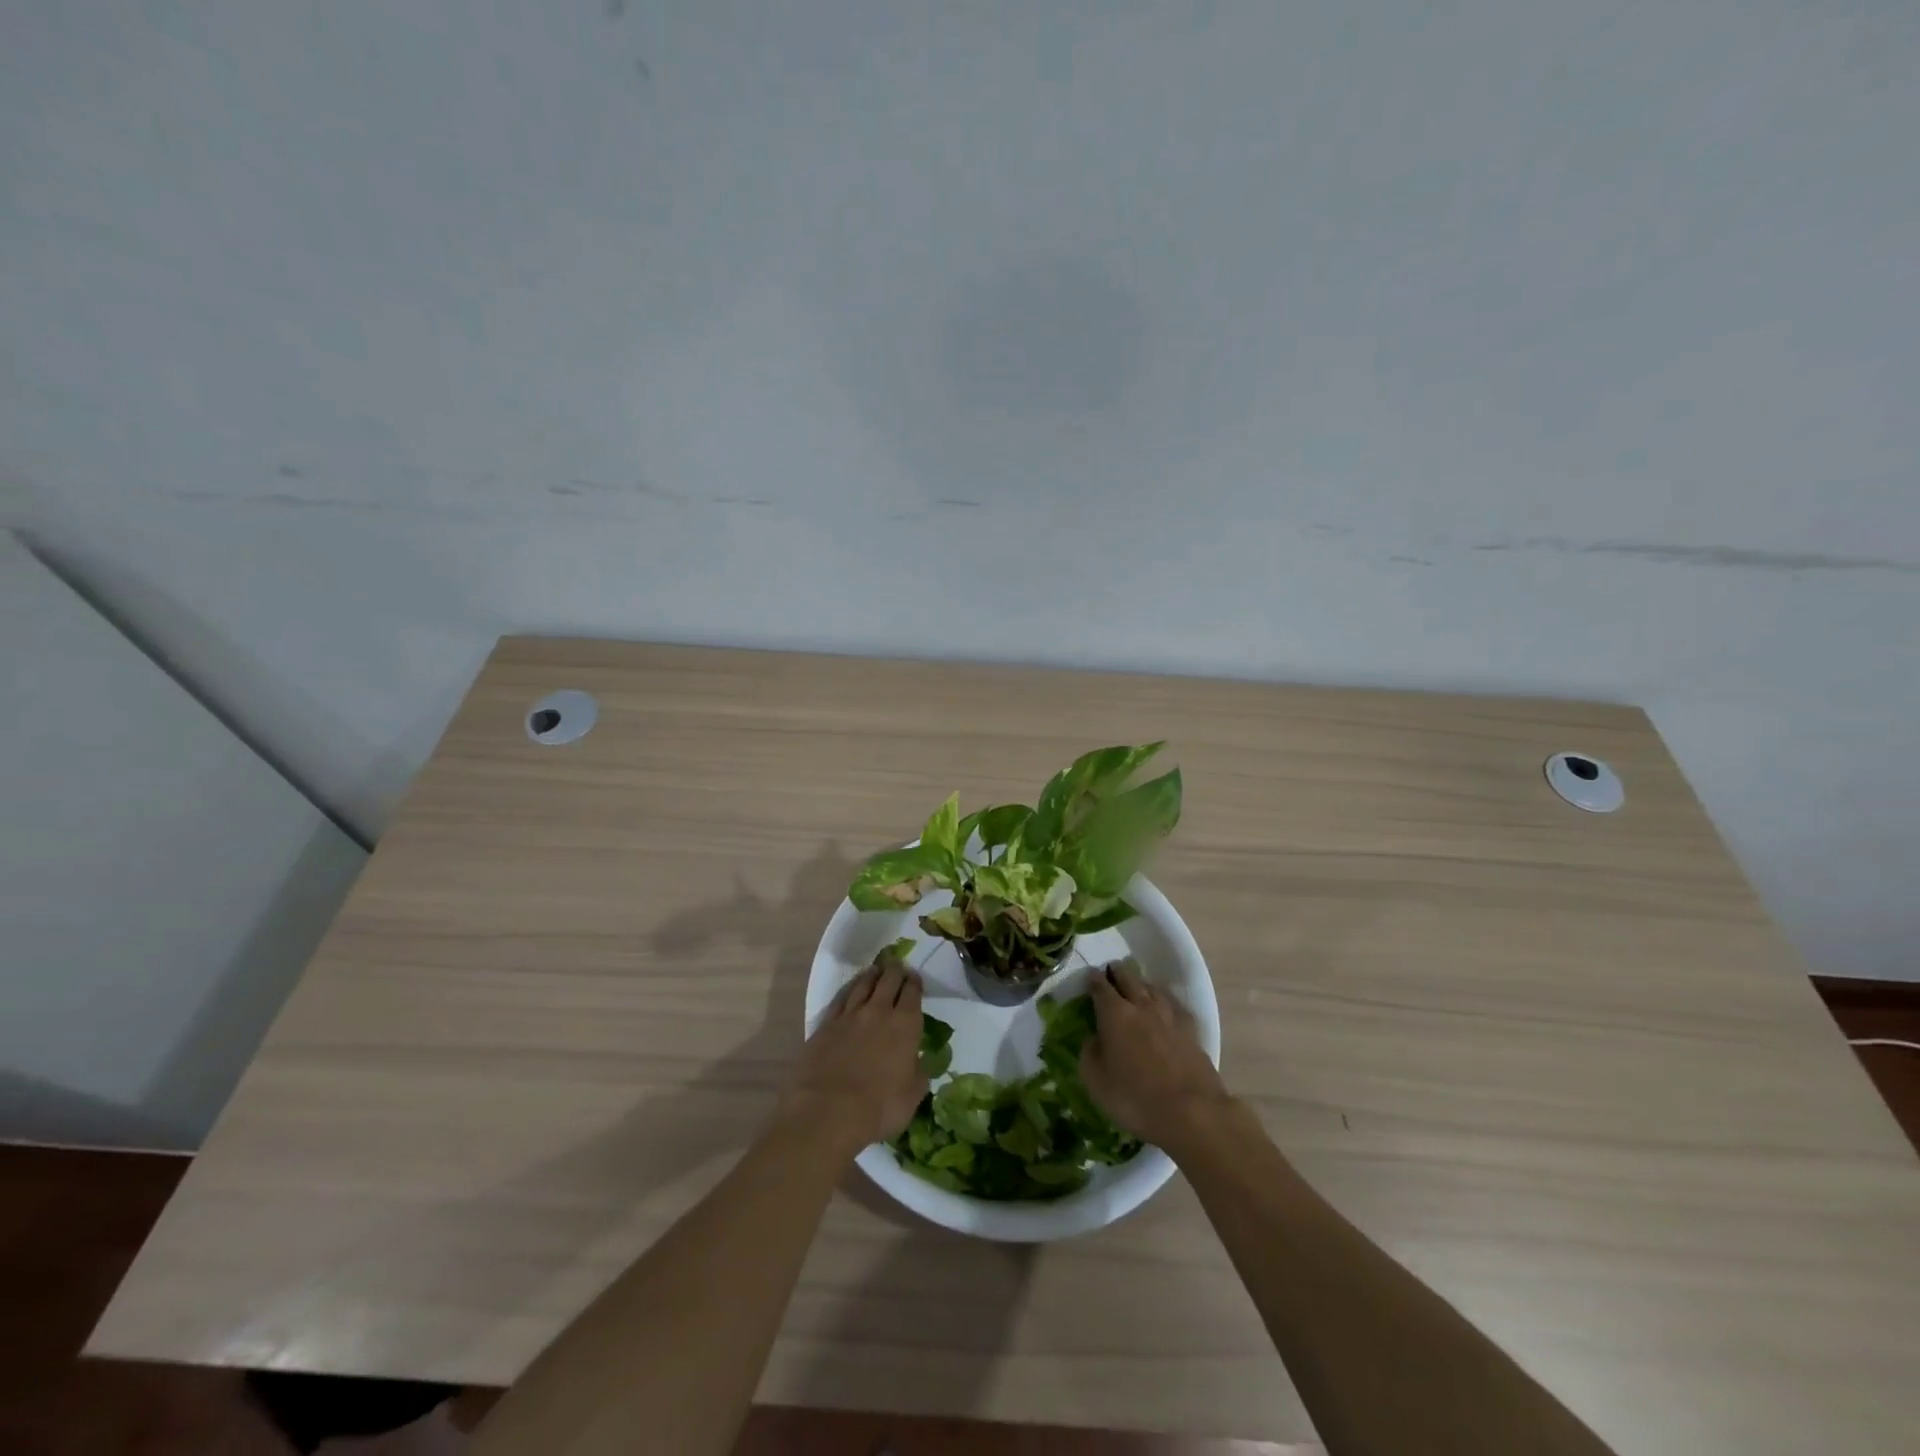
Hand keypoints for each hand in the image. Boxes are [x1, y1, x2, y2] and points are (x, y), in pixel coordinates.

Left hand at [784, 961, 925, 1153]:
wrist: (828, 1110)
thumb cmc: (878, 1107)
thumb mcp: (912, 1095)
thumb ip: (918, 1072)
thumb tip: (917, 1061)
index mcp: (905, 1025)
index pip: (912, 993)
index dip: (915, 982)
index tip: (915, 977)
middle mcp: (879, 1011)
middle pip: (888, 980)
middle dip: (895, 971)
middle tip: (897, 967)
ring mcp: (850, 1015)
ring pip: (863, 984)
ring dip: (872, 975)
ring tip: (876, 970)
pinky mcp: (826, 1024)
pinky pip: (841, 998)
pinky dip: (849, 989)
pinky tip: (850, 989)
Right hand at [1080, 960, 1232, 1155]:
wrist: (1191, 1113)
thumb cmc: (1134, 1097)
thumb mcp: (1095, 1081)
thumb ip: (1089, 1054)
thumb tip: (1093, 1038)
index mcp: (1115, 1014)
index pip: (1100, 987)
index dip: (1093, 979)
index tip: (1090, 975)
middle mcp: (1142, 1007)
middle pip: (1129, 979)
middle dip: (1118, 972)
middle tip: (1111, 969)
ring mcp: (1170, 1017)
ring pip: (1153, 989)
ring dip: (1142, 984)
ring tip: (1137, 985)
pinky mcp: (1191, 1032)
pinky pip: (1174, 1007)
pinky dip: (1165, 1002)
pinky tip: (1166, 1008)